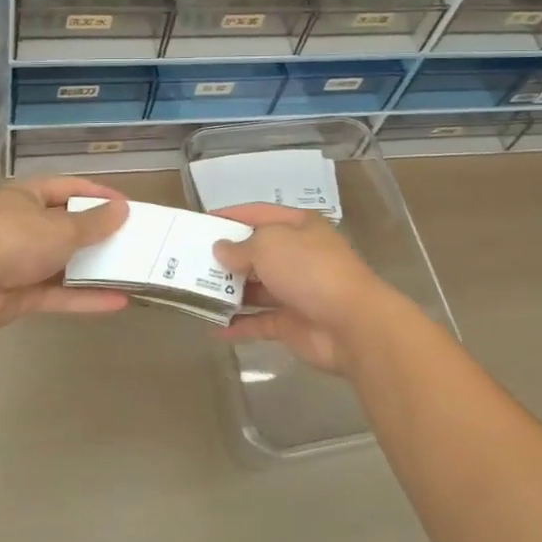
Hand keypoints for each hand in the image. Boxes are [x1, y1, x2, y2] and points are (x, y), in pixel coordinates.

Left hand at [0, 177, 131, 332]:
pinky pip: (60, 294)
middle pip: (69, 227)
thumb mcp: (62, 227)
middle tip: (134, 241)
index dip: (99, 195)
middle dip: (100, 235)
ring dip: (95, 269)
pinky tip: (118, 302)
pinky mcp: (23, 295)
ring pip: (66, 264)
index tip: (127, 206)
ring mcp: (23, 262)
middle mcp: (26, 226)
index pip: (70, 189)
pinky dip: (86, 298)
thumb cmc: (15, 239)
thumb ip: (94, 223)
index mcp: (30, 197)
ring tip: (132, 272)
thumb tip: (123, 209)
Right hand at [211, 205, 392, 374]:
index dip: (231, 215)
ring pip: (256, 287)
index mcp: (298, 226)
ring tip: (194, 291)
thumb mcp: (269, 245)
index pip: (259, 214)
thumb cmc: (309, 269)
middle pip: (256, 251)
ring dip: (229, 290)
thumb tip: (221, 249)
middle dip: (226, 256)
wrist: (351, 324)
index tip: (202, 222)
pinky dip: (238, 324)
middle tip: (190, 260)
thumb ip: (241, 247)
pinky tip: (213, 327)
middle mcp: (297, 255)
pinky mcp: (292, 323)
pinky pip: (259, 321)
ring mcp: (295, 290)